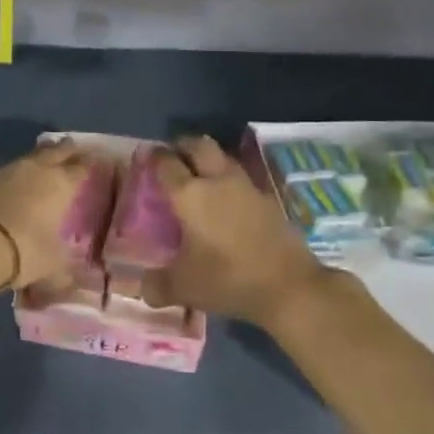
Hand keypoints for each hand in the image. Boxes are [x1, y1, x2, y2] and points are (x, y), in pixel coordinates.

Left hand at [0, 141, 95, 291]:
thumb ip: (64, 270)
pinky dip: (17, 175)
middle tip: (74, 148)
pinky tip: (17, 183)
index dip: (89, 163)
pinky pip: (9, 172)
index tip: (97, 160)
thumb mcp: (52, 267)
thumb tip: (70, 279)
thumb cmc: (23, 250)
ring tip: (46, 163)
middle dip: (66, 150)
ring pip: (30, 158)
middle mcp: (35, 170)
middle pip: (55, 152)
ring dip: (39, 159)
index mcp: (59, 183)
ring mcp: (6, 172)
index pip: (80, 167)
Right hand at [149, 136, 337, 328]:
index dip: (154, 156)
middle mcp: (217, 181)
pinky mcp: (269, 200)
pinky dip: (230, 182)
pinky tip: (228, 201)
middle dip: (183, 146)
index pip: (166, 162)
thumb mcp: (183, 287)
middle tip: (174, 158)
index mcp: (190, 194)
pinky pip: (243, 179)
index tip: (147, 157)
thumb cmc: (228, 278)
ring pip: (224, 157)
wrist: (289, 286)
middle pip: (199, 145)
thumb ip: (157, 285)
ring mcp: (247, 187)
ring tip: (201, 176)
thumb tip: (143, 288)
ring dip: (210, 159)